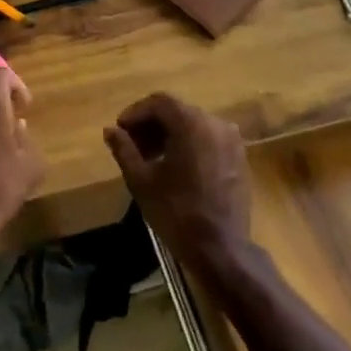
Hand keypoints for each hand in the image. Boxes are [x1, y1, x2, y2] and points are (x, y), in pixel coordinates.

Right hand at [103, 94, 250, 275]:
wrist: (220, 247)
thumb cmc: (176, 211)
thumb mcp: (141, 180)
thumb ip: (124, 149)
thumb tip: (110, 130)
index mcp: (192, 124)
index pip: (159, 102)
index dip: (135, 113)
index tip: (120, 130)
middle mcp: (216, 124)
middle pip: (177, 112)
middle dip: (151, 125)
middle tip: (131, 145)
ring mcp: (232, 140)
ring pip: (193, 125)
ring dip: (169, 135)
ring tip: (149, 158)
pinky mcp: (239, 157)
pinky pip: (208, 139)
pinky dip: (188, 144)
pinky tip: (173, 167)